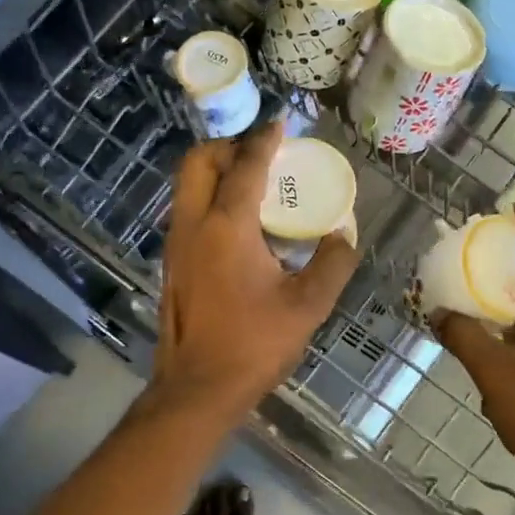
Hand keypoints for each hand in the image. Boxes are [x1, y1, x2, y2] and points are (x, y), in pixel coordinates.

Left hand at [152, 122, 358, 422]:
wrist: (198, 389)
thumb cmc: (254, 345)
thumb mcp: (308, 306)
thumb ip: (332, 264)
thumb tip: (343, 236)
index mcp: (226, 227)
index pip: (245, 167)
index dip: (264, 140)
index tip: (280, 124)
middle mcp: (192, 225)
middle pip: (198, 162)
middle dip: (227, 147)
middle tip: (259, 156)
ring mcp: (175, 246)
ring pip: (186, 188)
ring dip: (215, 175)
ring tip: (253, 189)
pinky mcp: (171, 266)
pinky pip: (187, 214)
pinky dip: (209, 202)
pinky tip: (239, 230)